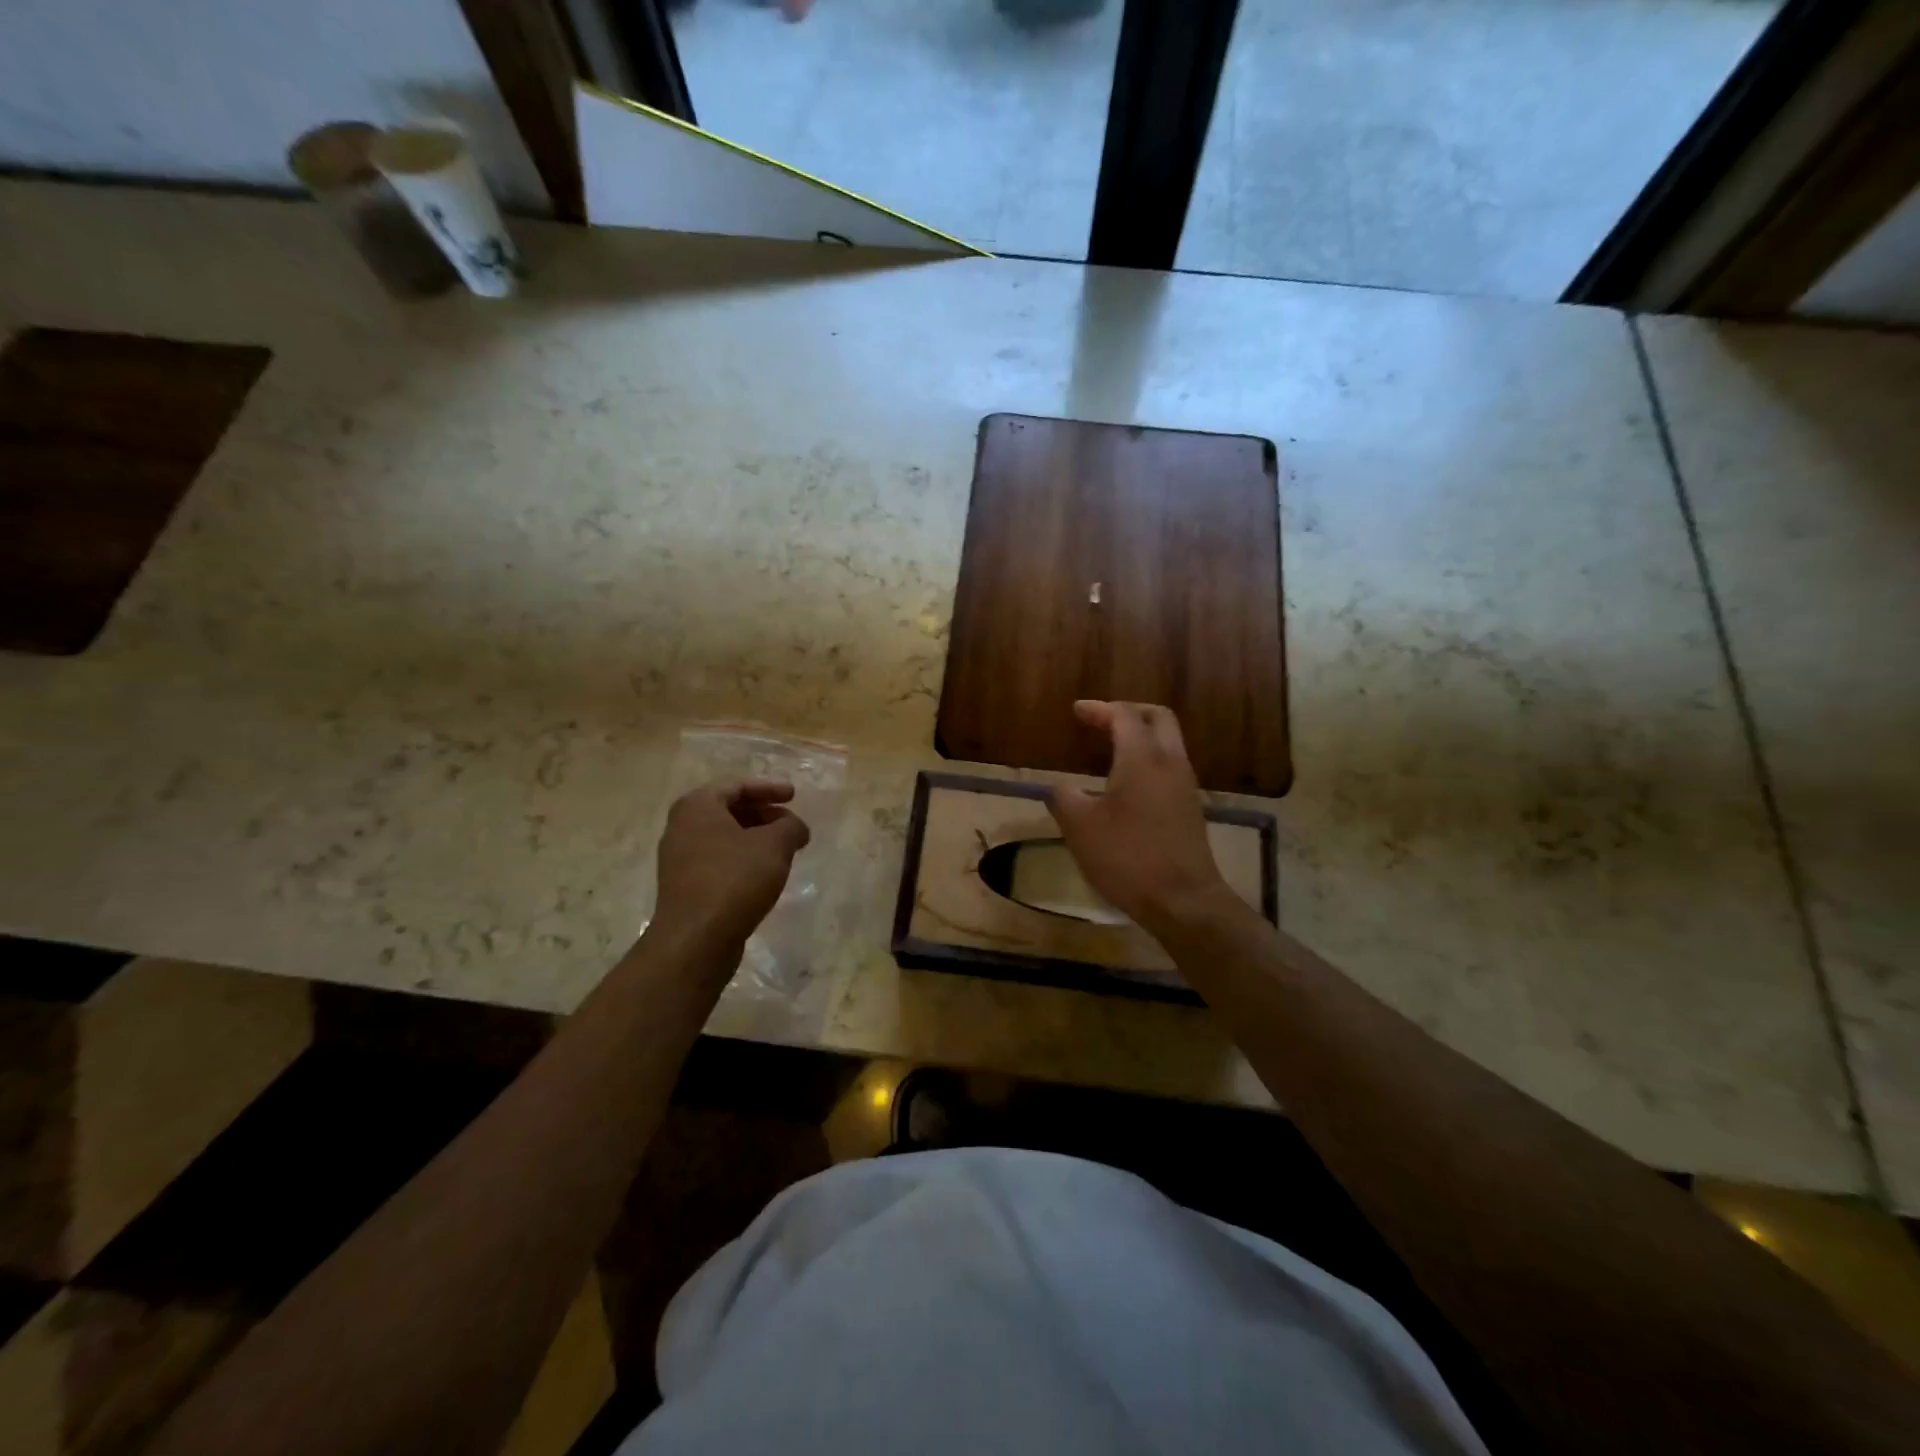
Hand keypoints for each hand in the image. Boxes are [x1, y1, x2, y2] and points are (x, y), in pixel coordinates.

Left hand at [653, 780, 810, 946]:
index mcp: (697, 806)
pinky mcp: (684, 887)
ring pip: (724, 837)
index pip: (737, 785)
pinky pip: (718, 861)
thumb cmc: (735, 879)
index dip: (769, 788)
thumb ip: (791, 826)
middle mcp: (681, 827)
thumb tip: (796, 828)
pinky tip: (764, 874)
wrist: (696, 939)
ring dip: (755, 839)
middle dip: (764, 814)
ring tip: (784, 850)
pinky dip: (743, 859)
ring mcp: (679, 859)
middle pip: (728, 810)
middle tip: (791, 824)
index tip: (794, 795)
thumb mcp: (775, 845)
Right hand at [1046, 701, 1234, 939]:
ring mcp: (1185, 786)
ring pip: (1168, 743)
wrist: (1183, 900)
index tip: (1077, 711)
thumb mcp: (1080, 828)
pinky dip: (1149, 760)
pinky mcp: (1191, 809)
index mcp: (1142, 758)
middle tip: (1103, 720)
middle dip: (1129, 712)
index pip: (1123, 716)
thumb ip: (1063, 798)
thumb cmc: (1127, 857)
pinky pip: (1171, 767)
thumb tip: (1058, 788)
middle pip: (1158, 718)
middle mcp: (1170, 763)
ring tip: (1112, 749)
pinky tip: (1129, 783)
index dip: (1099, 709)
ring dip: (1142, 737)